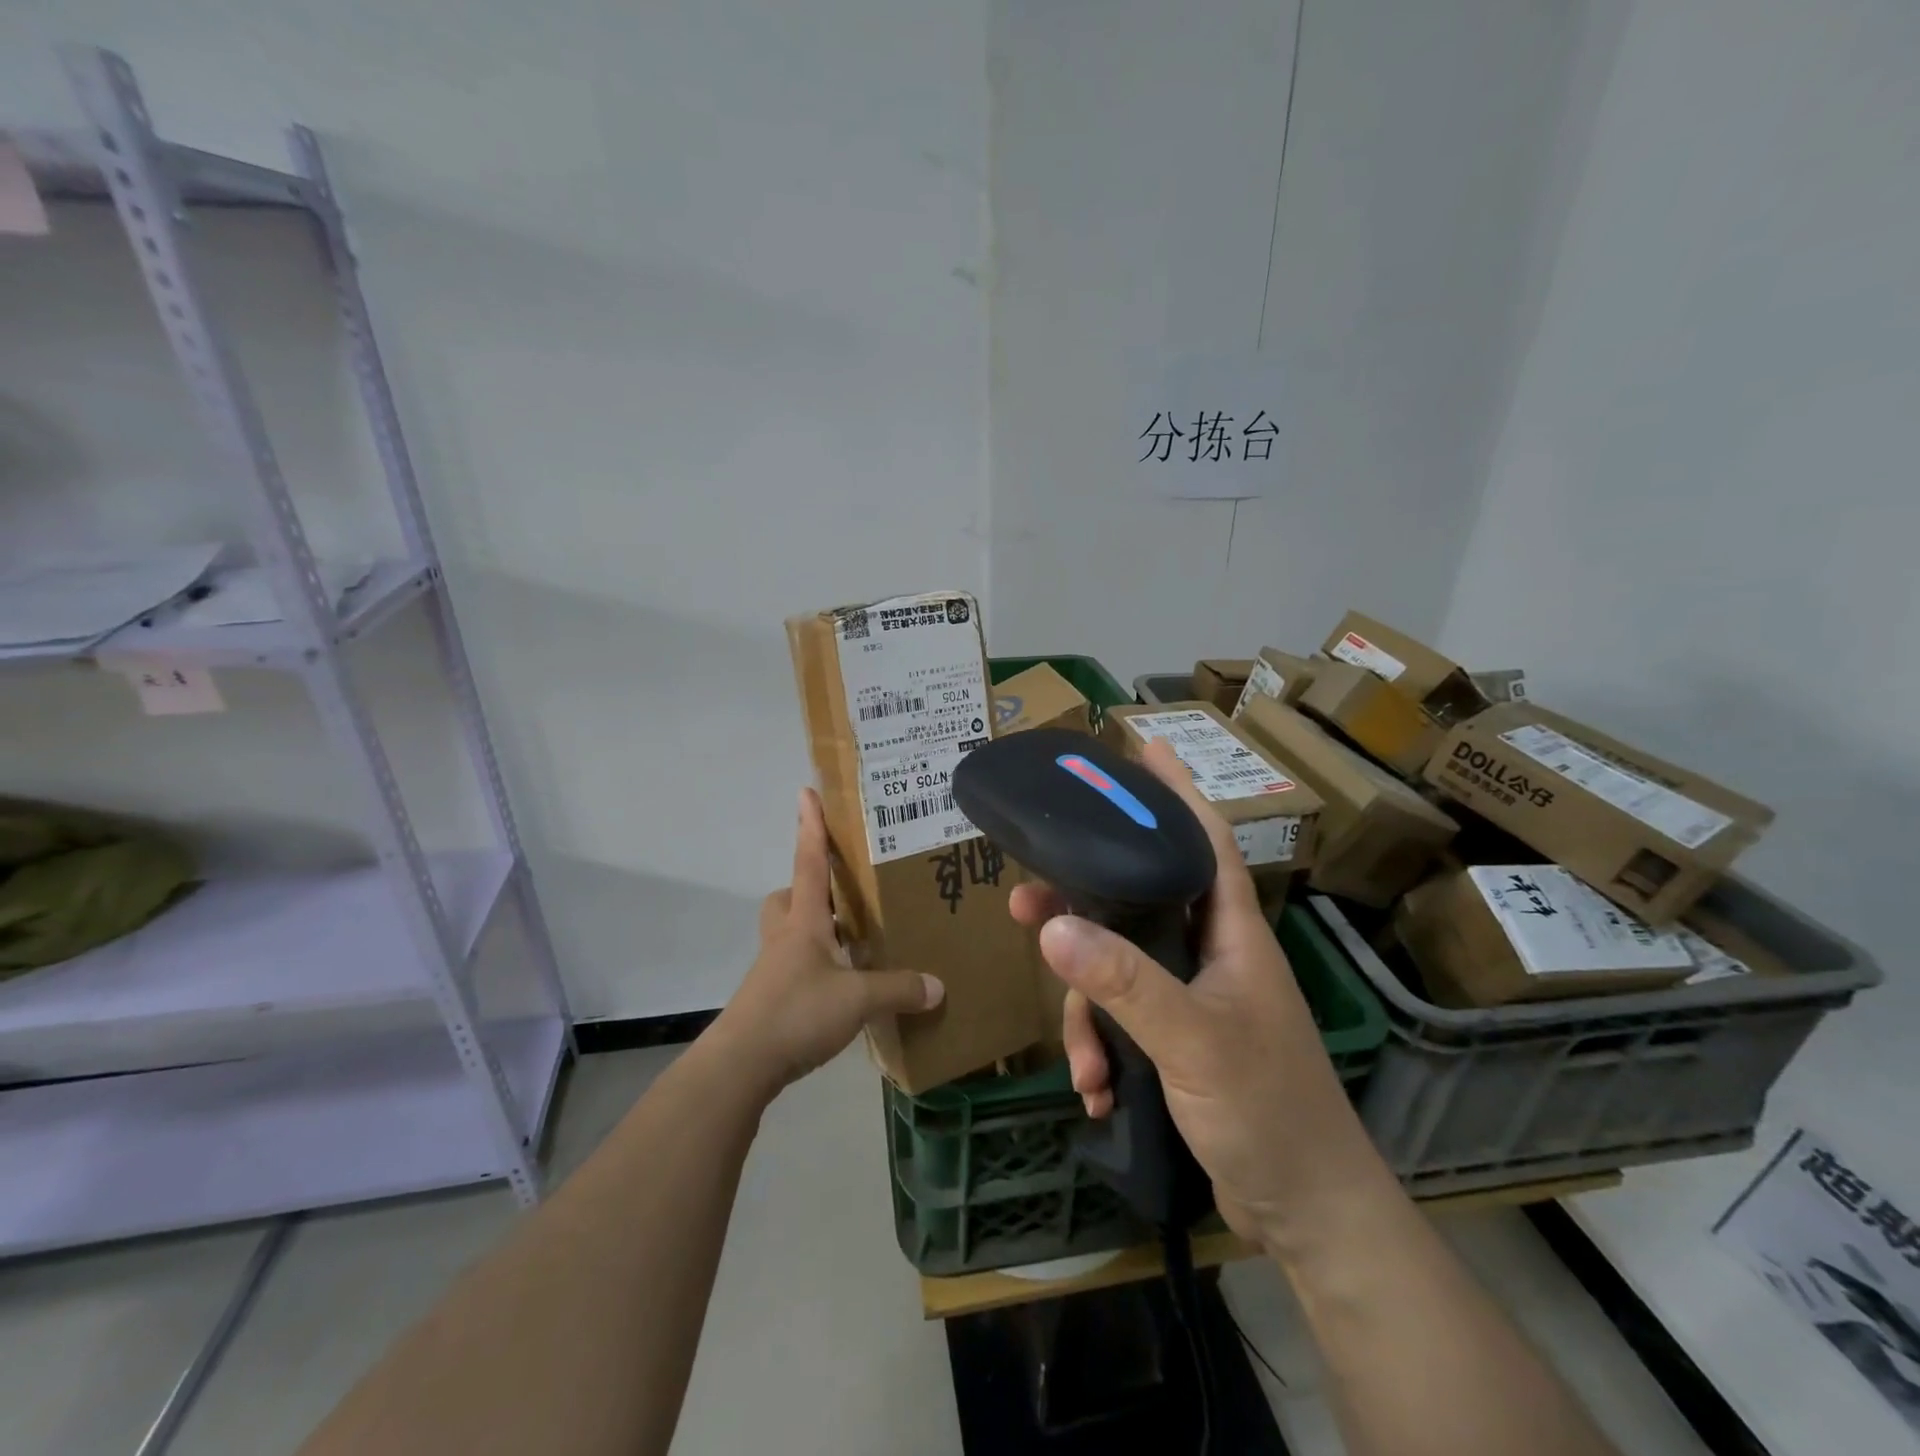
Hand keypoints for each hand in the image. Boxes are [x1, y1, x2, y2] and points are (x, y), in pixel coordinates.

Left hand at [710, 788, 943, 1100]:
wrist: (741, 1065)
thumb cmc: (797, 1012)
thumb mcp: (858, 999)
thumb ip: (899, 989)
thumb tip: (939, 986)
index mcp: (804, 922)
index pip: (809, 863)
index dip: (811, 827)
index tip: (805, 793)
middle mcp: (785, 938)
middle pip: (788, 898)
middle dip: (808, 889)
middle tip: (840, 897)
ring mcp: (773, 970)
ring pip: (789, 933)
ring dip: (814, 931)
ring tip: (852, 943)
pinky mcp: (770, 1000)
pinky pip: (794, 969)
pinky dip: (816, 969)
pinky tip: (841, 989)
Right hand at [1009, 739, 1391, 1254]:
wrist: (1306, 1211)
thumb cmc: (1267, 1108)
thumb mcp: (1193, 1040)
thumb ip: (1125, 982)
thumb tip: (1054, 926)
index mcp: (1230, 932)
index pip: (1204, 839)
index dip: (1175, 791)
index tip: (1143, 746)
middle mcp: (1210, 953)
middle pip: (1136, 901)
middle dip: (1081, 905)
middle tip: (1026, 901)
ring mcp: (1192, 999)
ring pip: (1117, 970)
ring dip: (1088, 1012)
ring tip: (1082, 1065)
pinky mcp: (1176, 1041)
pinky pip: (1121, 1022)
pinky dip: (1102, 1051)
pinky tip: (1098, 1094)